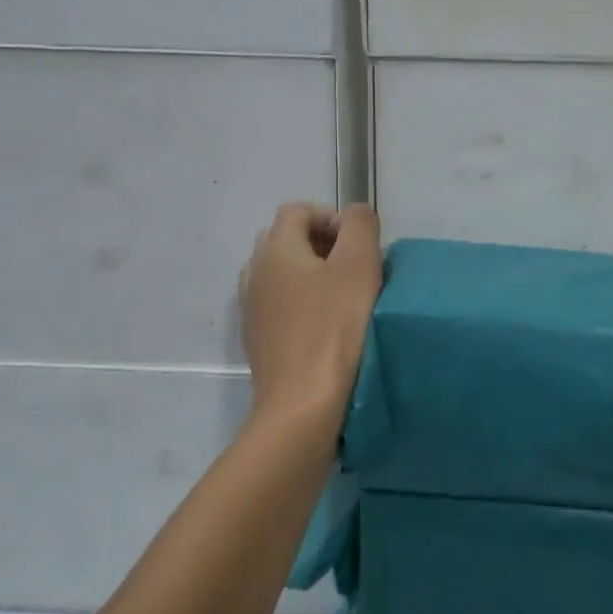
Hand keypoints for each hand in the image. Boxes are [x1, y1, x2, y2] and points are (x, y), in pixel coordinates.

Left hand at [239, 203, 382, 434]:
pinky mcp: (258, 339)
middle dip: (322, 244)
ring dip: (312, 275)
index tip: (358, 245)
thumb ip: (360, 226)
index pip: (298, 210)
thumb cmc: (335, 328)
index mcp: (275, 249)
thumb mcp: (359, 265)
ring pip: (282, 274)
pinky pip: (279, 304)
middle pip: (287, 239)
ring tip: (342, 298)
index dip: (331, 218)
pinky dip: (302, 303)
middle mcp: (255, 272)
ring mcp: (252, 308)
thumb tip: (354, 215)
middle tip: (354, 268)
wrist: (302, 403)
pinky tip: (326, 327)